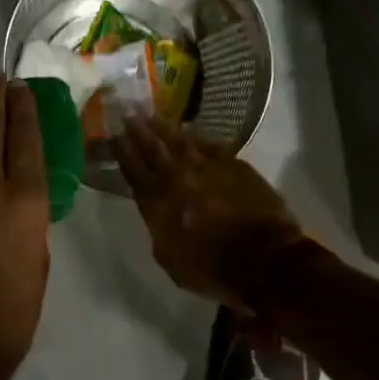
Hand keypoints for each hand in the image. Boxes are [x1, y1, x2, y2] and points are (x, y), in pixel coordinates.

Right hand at [114, 117, 304, 309]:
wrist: (265, 259)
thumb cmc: (213, 269)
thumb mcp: (169, 257)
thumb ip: (157, 225)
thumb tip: (155, 205)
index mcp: (158, 203)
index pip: (134, 170)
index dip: (122, 150)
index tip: (113, 132)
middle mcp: (178, 178)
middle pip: (154, 147)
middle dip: (139, 128)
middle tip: (128, 110)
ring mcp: (208, 167)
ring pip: (181, 140)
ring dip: (165, 126)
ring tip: (153, 114)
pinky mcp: (234, 164)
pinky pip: (210, 143)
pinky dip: (197, 135)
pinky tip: (191, 129)